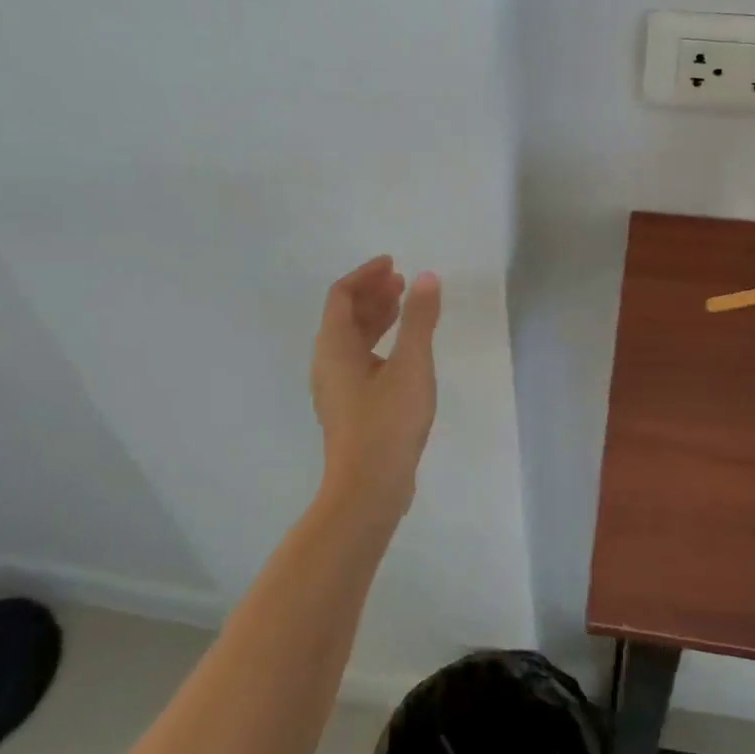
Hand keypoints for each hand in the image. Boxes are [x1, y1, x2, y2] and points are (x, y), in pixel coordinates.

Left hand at [311, 256, 442, 523]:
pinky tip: (404, 351)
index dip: (366, 274)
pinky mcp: (349, 408)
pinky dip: (379, 342)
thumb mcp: (411, 365)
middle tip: (403, 281)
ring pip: (352, 340)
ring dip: (377, 317)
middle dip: (373, 293)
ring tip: (406, 306)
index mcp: (334, 347)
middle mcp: (328, 363)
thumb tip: (426, 277)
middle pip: (344, 316)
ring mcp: (336, 388)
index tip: (393, 264)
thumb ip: (419, 319)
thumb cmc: (387, 421)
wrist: (368, 489)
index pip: (341, 295)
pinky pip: (359, 360)